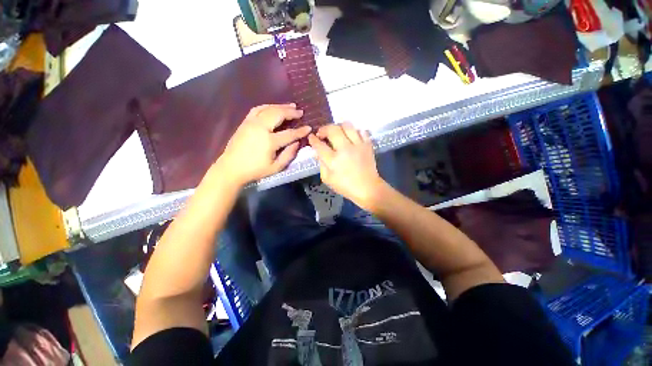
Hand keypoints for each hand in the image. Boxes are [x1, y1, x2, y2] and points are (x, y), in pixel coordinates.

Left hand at [219, 104, 310, 185]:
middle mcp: (260, 128)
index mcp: (269, 141)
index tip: (309, 127)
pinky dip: (268, 106)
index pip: (289, 133)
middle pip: (278, 115)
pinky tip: (274, 107)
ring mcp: (251, 123)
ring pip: (268, 109)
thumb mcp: (276, 168)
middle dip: (291, 112)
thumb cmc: (255, 170)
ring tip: (291, 106)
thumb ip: (289, 155)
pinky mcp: (245, 122)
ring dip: (281, 106)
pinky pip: (257, 109)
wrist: (231, 168)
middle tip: (300, 112)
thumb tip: (297, 143)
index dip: (300, 131)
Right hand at [308, 123, 384, 208]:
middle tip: (322, 133)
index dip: (313, 139)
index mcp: (333, 161)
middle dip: (324, 129)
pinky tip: (351, 137)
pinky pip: (361, 131)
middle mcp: (345, 149)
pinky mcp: (367, 145)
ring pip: (347, 125)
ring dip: (339, 127)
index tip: (311, 137)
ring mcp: (358, 145)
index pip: (319, 145)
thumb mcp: (328, 179)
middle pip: (332, 130)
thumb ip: (321, 165)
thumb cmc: (346, 186)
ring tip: (337, 132)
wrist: (368, 188)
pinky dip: (355, 131)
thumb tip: (317, 152)